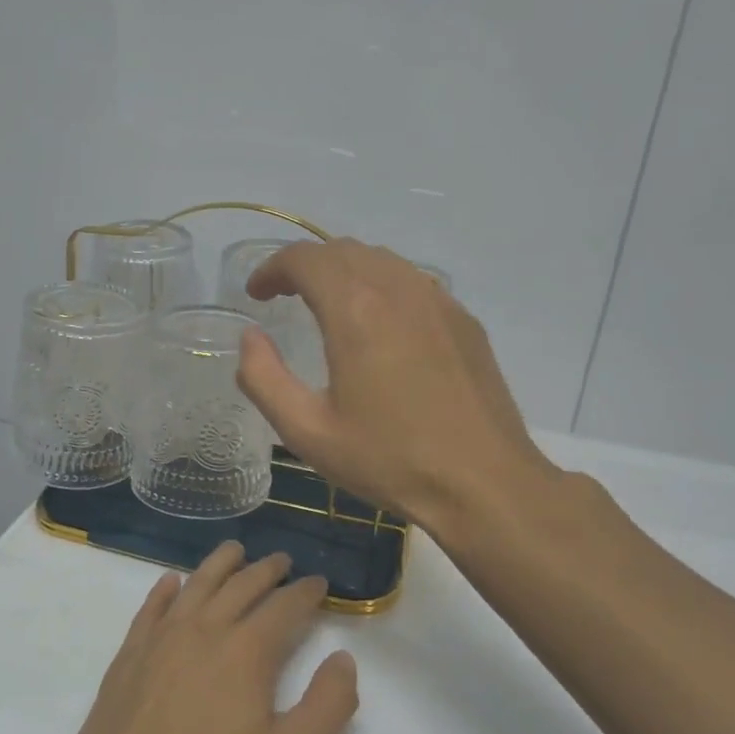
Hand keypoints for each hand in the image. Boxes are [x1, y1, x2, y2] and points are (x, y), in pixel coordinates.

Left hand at [61, 543, 358, 733]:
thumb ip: (328, 706)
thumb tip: (343, 658)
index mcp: (247, 650)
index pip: (285, 606)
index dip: (306, 591)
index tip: (319, 582)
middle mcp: (205, 628)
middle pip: (241, 585)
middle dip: (267, 569)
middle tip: (282, 561)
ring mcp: (162, 636)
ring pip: (197, 584)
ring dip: (220, 563)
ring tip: (235, 550)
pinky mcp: (130, 652)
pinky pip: (152, 607)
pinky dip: (165, 589)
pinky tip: (172, 582)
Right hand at [237, 238, 557, 535]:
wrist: (483, 483)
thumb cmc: (389, 460)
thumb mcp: (307, 432)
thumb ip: (264, 378)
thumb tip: (250, 338)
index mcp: (355, 310)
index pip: (305, 258)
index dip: (272, 268)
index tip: (257, 294)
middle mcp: (397, 289)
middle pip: (342, 250)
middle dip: (305, 265)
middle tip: (284, 296)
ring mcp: (438, 301)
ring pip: (381, 260)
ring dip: (344, 271)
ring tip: (327, 304)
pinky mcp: (463, 320)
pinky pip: (412, 282)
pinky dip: (381, 286)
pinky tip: (379, 324)